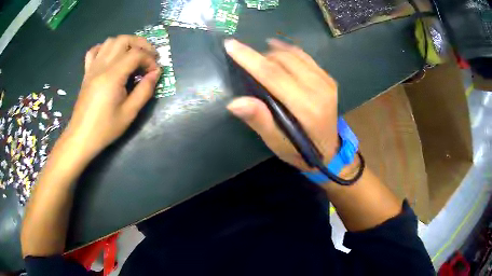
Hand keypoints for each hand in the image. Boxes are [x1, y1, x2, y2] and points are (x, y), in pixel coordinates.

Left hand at [65, 35, 160, 157]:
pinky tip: (111, 56)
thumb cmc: (105, 128)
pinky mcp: (87, 72)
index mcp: (113, 76)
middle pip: (123, 40)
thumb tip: (155, 73)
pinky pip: (94, 51)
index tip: (155, 72)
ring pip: (110, 41)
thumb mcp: (129, 113)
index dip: (150, 59)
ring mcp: (92, 68)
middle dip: (140, 44)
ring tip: (133, 55)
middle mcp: (102, 66)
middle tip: (149, 56)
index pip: (136, 54)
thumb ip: (144, 90)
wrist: (81, 137)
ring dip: (125, 43)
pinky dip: (105, 48)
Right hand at [225, 39, 338, 170]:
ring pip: (294, 54)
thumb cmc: (300, 151)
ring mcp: (327, 82)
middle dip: (260, 56)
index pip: (273, 75)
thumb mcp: (277, 143)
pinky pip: (305, 56)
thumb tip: (234, 102)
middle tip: (246, 63)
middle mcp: (319, 90)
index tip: (231, 44)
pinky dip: (288, 51)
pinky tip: (277, 51)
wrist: (330, 151)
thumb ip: (259, 121)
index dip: (250, 58)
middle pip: (283, 60)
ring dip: (273, 53)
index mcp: (306, 108)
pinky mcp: (329, 79)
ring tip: (261, 61)